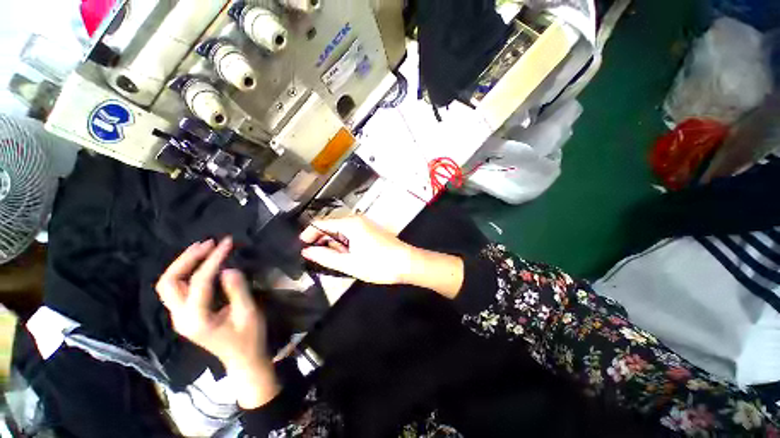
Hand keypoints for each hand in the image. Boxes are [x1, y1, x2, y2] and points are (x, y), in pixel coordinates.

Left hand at [156, 237, 278, 407]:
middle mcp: (181, 318)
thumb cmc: (249, 338)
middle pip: (169, 283)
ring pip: (169, 285)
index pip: (200, 282)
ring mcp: (180, 317)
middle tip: (208, 243)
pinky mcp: (186, 315)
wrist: (243, 359)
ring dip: (183, 264)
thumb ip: (237, 290)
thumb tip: (228, 268)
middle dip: (187, 259)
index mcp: (197, 320)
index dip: (213, 260)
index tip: (227, 243)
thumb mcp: (248, 313)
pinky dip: (187, 272)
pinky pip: (178, 289)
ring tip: (203, 248)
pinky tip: (201, 263)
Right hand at [300, 216, 463, 297]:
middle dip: (322, 240)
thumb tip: (307, 251)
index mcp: (350, 224)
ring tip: (332, 260)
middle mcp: (356, 219)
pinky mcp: (370, 230)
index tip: (301, 247)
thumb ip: (326, 257)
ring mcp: (365, 224)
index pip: (322, 223)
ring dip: (334, 244)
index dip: (309, 234)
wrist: (406, 263)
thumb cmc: (378, 264)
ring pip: (341, 231)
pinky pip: (351, 234)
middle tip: (317, 258)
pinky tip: (345, 256)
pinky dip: (344, 244)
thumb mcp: (349, 263)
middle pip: (332, 226)